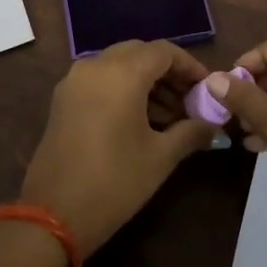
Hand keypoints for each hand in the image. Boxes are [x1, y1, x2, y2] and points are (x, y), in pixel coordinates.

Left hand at [20, 40, 216, 253]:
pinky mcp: (63, 98)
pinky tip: (140, 119)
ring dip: (146, 81)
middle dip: (168, 72)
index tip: (207, 89)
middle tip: (190, 101)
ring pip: (119, 64)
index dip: (190, 66)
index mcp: (122, 73)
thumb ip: (190, 132)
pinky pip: (100, 78)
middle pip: (140, 53)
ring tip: (170, 116)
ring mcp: (75, 80)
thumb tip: (214, 125)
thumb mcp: (160, 158)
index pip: (164, 51)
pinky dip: (123, 88)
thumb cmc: (114, 182)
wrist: (53, 215)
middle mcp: (96, 65)